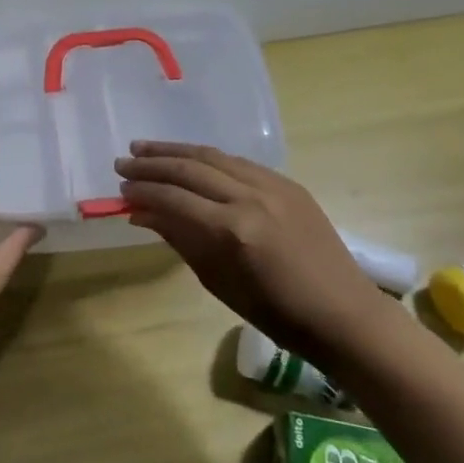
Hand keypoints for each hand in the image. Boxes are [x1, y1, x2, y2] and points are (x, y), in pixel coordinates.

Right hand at [116, 141, 379, 355]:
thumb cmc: (276, 313)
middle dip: (152, 164)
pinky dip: (209, 158)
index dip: (144, 191)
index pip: (175, 198)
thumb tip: (143, 213)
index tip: (121, 189)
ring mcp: (272, 186)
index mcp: (233, 230)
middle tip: (123, 163)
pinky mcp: (287, 183)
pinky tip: (190, 160)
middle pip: (191, 168)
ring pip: (214, 156)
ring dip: (176, 151)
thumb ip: (180, 239)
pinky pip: (239, 163)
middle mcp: (251, 198)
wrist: (342, 313)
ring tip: (146, 149)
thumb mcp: (219, 282)